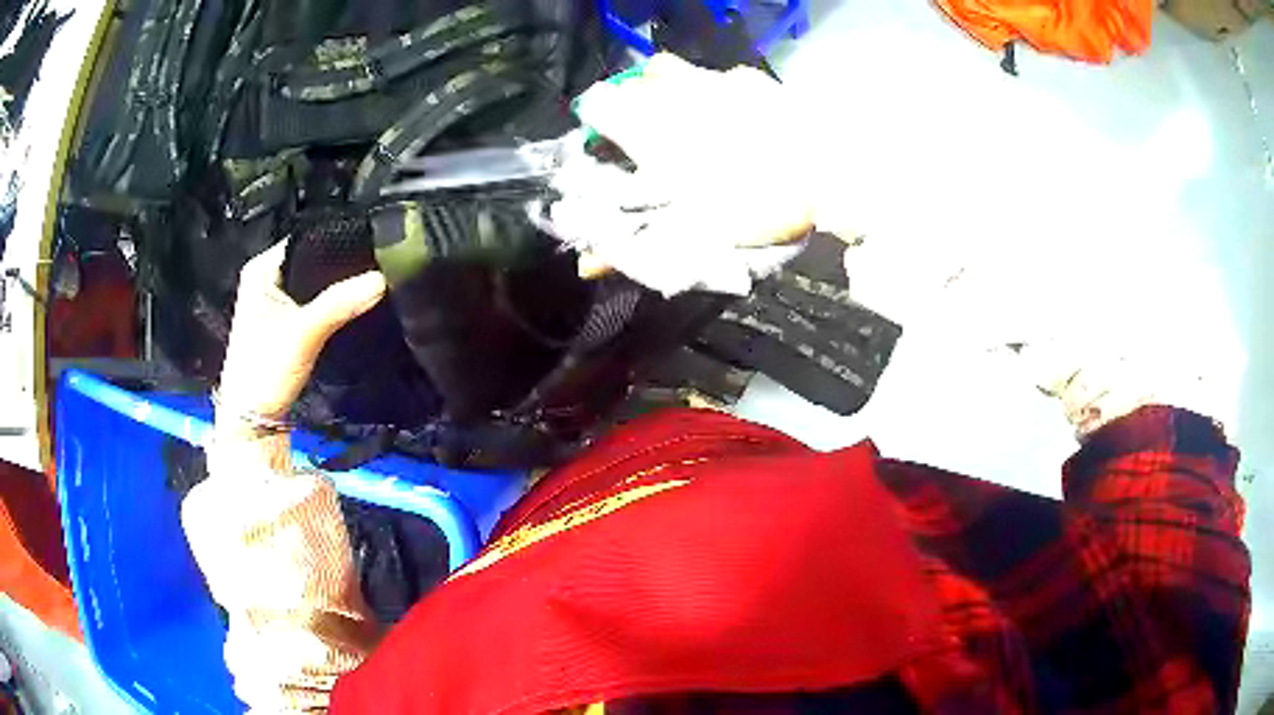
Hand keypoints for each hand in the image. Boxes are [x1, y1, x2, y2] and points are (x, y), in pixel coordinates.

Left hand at [217, 242, 387, 427]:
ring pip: (314, 282)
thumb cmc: (265, 370)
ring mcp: (275, 302)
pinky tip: (353, 302)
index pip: (305, 239)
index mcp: (261, 268)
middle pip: (312, 260)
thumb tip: (382, 278)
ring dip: (337, 285)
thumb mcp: (303, 333)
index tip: (370, 242)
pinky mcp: (286, 322)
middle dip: (340, 264)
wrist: (254, 422)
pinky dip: (331, 303)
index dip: (336, 240)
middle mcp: (266, 278)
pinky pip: (314, 301)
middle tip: (377, 260)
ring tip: (371, 278)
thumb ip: (339, 304)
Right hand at [549, 54, 816, 294]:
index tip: (609, 142)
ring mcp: (712, 79)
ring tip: (687, 119)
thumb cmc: (752, 204)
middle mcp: (672, 92)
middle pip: (634, 83)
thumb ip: (630, 250)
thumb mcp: (686, 237)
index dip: (597, 122)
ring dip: (669, 90)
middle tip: (652, 136)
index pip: (597, 103)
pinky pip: (718, 78)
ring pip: (670, 70)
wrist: (826, 174)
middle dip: (634, 105)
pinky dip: (717, 94)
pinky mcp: (749, 78)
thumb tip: (585, 266)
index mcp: (648, 126)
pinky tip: (737, 118)